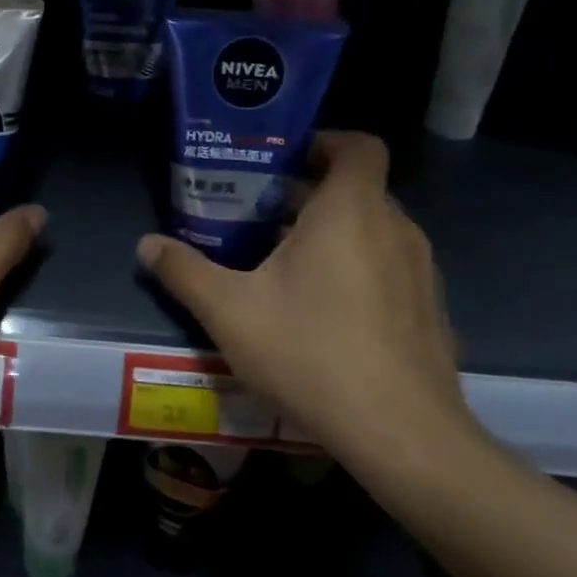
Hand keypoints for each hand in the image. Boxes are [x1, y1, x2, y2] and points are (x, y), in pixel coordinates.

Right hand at [136, 132, 482, 478]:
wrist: (401, 435)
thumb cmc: (311, 353)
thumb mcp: (230, 311)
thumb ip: (184, 271)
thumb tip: (146, 245)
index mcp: (352, 211)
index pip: (357, 146)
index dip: (324, 142)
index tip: (283, 161)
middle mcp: (396, 229)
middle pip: (356, 191)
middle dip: (308, 197)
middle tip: (259, 218)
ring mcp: (421, 272)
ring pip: (373, 232)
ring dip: (331, 236)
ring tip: (283, 266)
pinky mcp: (430, 311)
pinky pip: (389, 269)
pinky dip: (357, 271)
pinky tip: (323, 315)